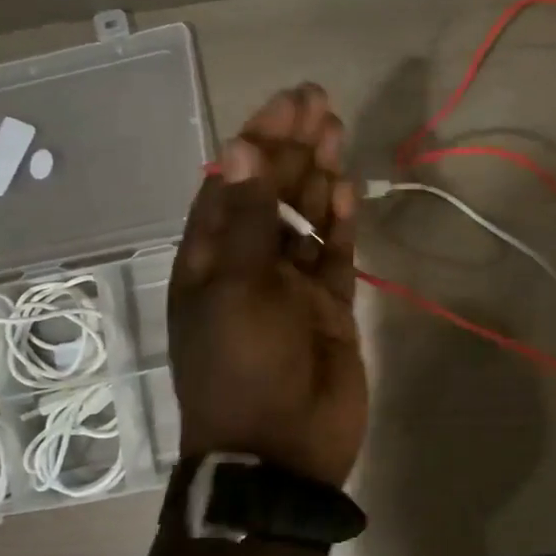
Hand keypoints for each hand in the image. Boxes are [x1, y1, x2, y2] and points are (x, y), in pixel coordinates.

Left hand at [170, 85, 366, 488]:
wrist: (280, 452)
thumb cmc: (243, 368)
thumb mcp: (236, 289)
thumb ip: (248, 219)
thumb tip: (239, 146)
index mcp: (209, 260)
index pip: (229, 186)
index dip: (255, 143)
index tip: (285, 105)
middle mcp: (247, 266)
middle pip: (270, 194)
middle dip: (291, 148)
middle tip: (318, 102)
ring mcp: (290, 287)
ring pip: (304, 220)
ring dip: (317, 177)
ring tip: (336, 132)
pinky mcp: (328, 308)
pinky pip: (334, 256)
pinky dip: (339, 225)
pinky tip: (346, 189)